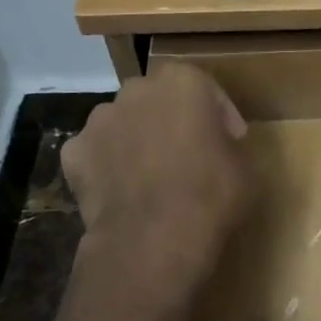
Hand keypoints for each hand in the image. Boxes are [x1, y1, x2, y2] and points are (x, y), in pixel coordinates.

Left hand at [62, 63, 251, 295]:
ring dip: (138, 140)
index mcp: (184, 83)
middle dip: (173, 121)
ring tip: (153, 176)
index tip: (232, 141)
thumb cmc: (210, 195)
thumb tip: (219, 151)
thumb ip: (230, 147)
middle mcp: (137, 90)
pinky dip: (108, 167)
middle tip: (191, 155)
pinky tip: (123, 192)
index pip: (208, 89)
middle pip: (159, 100)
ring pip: (124, 123)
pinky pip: (97, 154)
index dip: (222, 116)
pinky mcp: (74, 153)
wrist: (153, 238)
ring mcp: (100, 120)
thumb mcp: (246, 170)